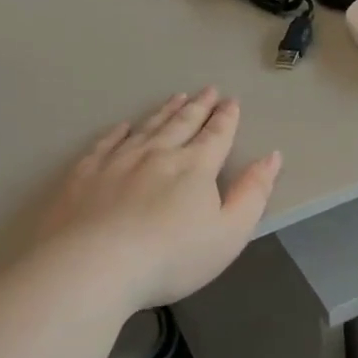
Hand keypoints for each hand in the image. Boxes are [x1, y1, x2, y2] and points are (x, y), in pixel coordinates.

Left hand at [38, 88, 281, 310]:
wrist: (94, 267)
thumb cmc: (172, 257)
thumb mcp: (230, 233)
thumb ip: (253, 193)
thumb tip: (272, 156)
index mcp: (196, 167)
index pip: (216, 135)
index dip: (226, 118)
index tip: (232, 101)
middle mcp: (158, 154)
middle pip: (182, 124)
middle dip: (199, 106)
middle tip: (208, 90)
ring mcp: (118, 161)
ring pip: (147, 127)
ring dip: (165, 111)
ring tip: (177, 97)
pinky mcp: (85, 174)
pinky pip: (106, 143)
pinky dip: (119, 132)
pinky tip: (124, 127)